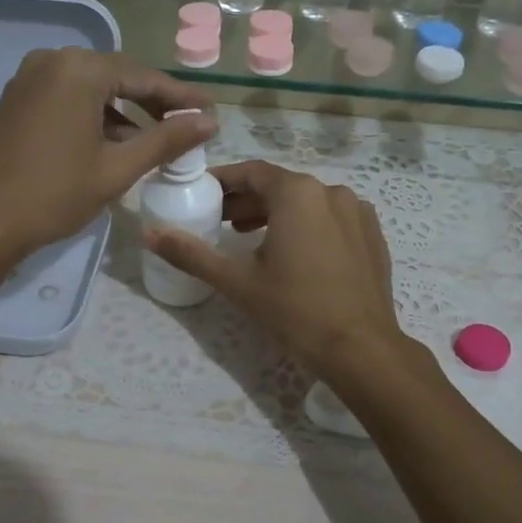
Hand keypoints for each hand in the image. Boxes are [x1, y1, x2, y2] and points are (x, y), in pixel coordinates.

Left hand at [0, 48, 214, 277]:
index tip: (210, 111)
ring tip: (152, 142)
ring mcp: (28, 79)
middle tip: (185, 126)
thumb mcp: (116, 168)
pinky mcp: (15, 100)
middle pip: (116, 77)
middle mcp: (52, 61)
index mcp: (79, 69)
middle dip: (152, 103)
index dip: (180, 97)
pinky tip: (110, 144)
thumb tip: (208, 121)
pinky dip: (93, 117)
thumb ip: (165, 140)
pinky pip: (66, 99)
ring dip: (123, 113)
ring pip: (90, 89)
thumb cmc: (53, 194)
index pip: (143, 77)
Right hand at [145, 160, 407, 376]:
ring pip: (307, 202)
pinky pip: (331, 219)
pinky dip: (306, 226)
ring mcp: (358, 213)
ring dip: (275, 214)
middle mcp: (331, 192)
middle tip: (219, 222)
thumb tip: (149, 234)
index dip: (223, 181)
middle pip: (279, 186)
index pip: (251, 172)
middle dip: (246, 201)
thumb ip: (191, 253)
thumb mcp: (237, 281)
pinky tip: (293, 254)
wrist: (361, 349)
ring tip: (249, 239)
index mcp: (298, 193)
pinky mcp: (372, 236)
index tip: (201, 194)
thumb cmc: (295, 310)